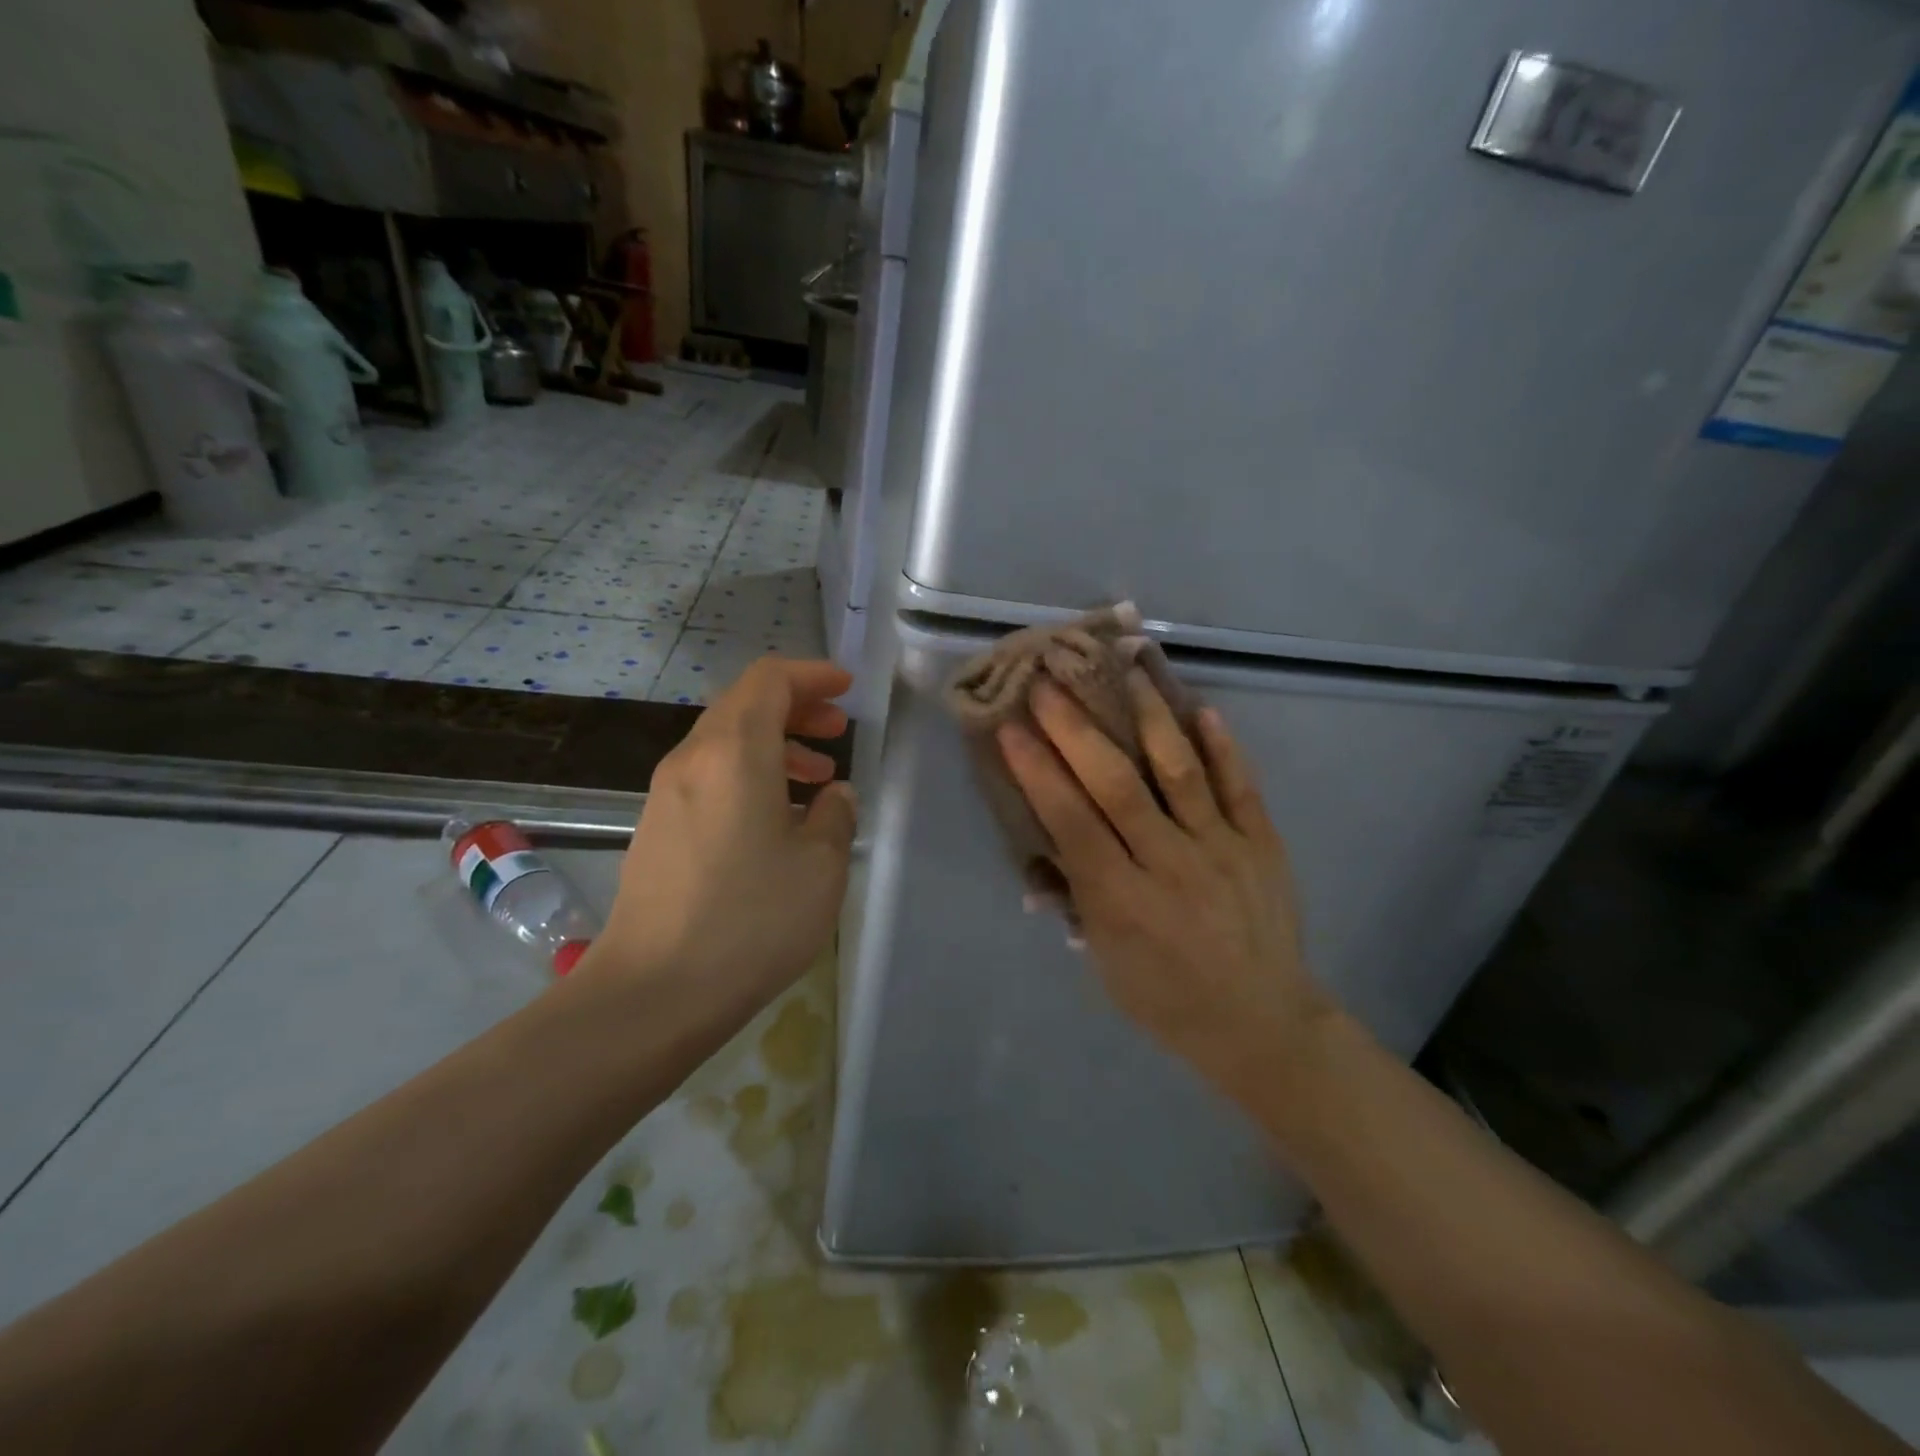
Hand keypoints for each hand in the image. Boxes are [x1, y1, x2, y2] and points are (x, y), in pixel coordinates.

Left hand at [591, 658, 857, 1013]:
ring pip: (726, 743)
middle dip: (796, 708)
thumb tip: (832, 796)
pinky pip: (709, 776)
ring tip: (816, 779)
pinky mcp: (656, 828)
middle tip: (837, 731)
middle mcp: (693, 759)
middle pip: (744, 705)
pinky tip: (775, 819)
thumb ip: (835, 816)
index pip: (769, 680)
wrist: (654, 992)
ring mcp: (666, 794)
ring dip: (774, 746)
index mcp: (735, 752)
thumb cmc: (750, 920)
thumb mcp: (820, 866)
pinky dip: (748, 775)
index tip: (846, 690)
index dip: (812, 675)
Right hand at [996, 672, 1332, 1102]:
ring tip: (1126, 668)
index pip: (1071, 822)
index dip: (1037, 771)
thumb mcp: (1105, 962)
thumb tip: (1046, 843)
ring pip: (1179, 771)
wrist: (1262, 1024)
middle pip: (1117, 785)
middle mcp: (1171, 866)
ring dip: (1148, 716)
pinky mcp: (1263, 843)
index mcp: (1123, 902)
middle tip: (1051, 681)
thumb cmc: (1166, 999)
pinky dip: (1222, 746)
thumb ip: (1077, 895)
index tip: (1011, 727)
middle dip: (1077, 729)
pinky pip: (1241, 786)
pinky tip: (1201, 707)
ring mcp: (1223, 849)